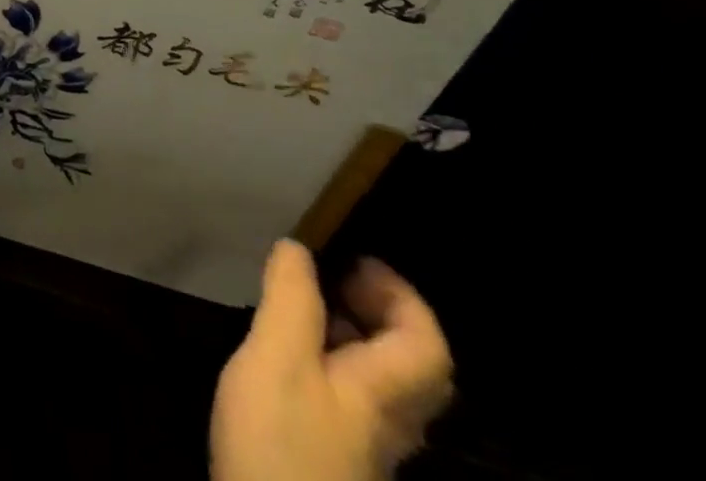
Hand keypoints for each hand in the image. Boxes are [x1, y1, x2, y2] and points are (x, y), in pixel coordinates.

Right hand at [212, 240, 452, 480]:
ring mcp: (364, 444)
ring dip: (353, 334)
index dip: (400, 294)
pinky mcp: (335, 457)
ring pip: (380, 381)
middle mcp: (389, 421)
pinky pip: (352, 396)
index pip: (427, 344)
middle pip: (411, 364)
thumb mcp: (278, 356)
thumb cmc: (281, 437)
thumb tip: (299, 248)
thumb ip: (291, 299)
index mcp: (385, 393)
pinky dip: (331, 360)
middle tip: (332, 278)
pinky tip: (289, 356)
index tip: (353, 258)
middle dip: (379, 312)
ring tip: (304, 306)